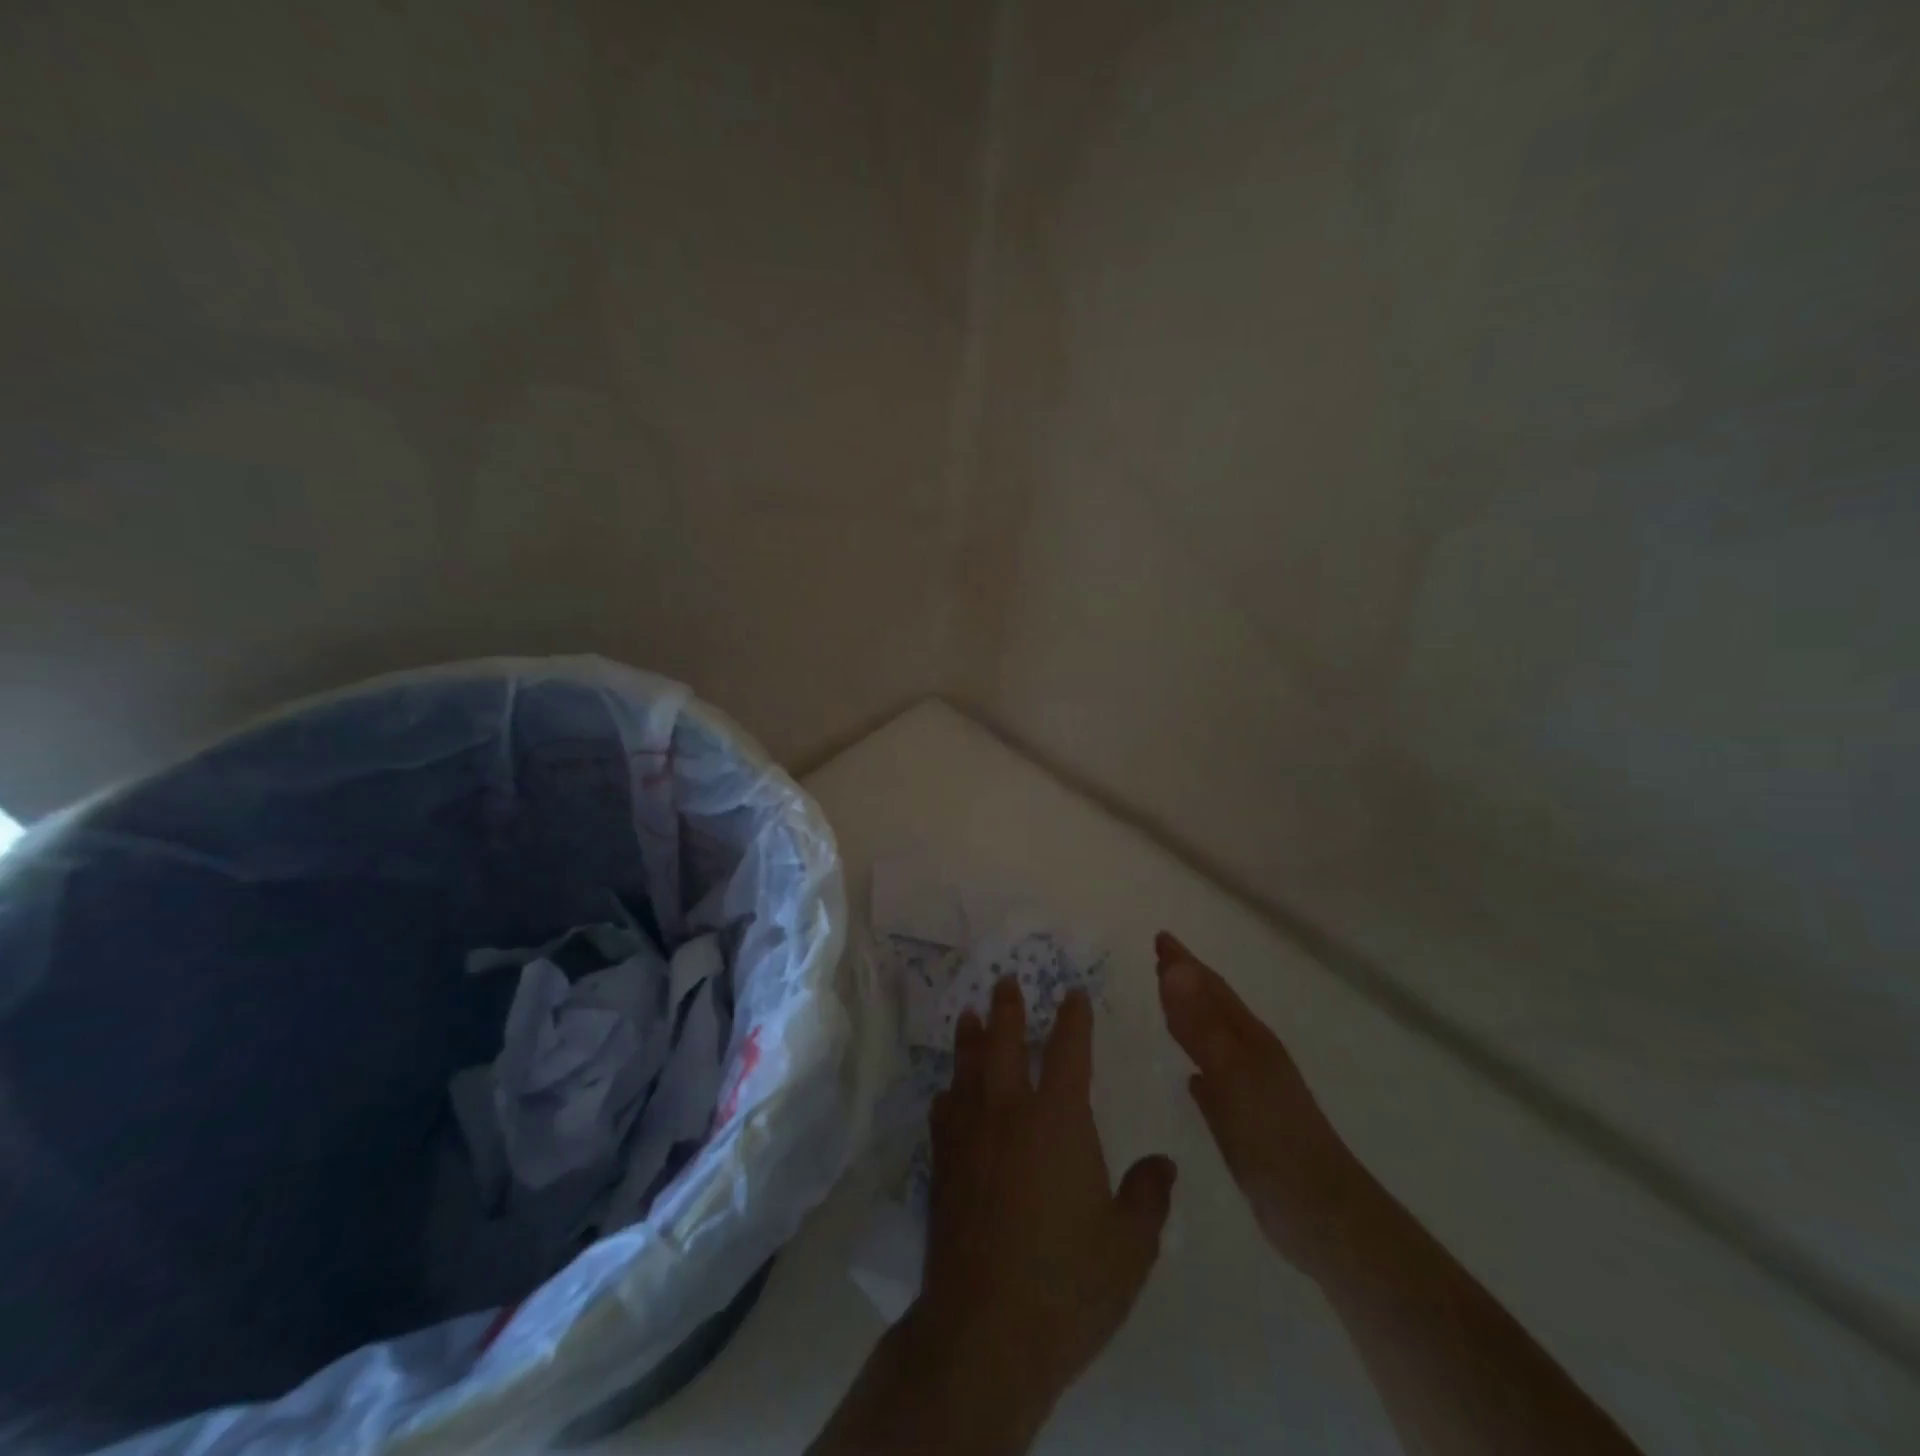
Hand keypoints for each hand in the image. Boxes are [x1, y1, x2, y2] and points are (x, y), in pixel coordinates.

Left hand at [920, 976, 1177, 1414]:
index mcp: (1058, 1120)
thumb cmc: (1067, 1283)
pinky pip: (943, 1111)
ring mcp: (969, 1136)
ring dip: (971, 1039)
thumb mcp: (1129, 1247)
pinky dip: (949, 1093)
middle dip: (1008, 1009)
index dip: (1073, 1018)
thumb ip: (1148, 1196)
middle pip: (1006, 1044)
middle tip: (1005, 980)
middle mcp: (1009, 1113)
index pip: (1068, 1051)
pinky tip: (947, 1093)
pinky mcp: (942, 1165)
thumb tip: (1163, 1163)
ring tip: (970, 1016)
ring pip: (968, 1069)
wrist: (986, 1329)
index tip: (1073, 993)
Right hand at [1154, 931, 1370, 1272]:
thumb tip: (1174, 967)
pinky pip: (1214, 1082)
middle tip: (1158, 958)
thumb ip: (1201, 1025)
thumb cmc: (1276, 1140)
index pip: (1210, 989)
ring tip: (1166, 1003)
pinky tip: (1192, 1078)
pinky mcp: (1246, 1125)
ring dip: (1190, 1018)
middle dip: (1186, 982)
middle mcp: (1251, 1058)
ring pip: (1213, 1041)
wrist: (1323, 1217)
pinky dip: (1200, 1067)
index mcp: (1250, 1041)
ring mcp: (1251, 1092)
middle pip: (1213, 1009)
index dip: (1184, 963)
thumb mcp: (1234, 1075)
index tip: (1160, 938)